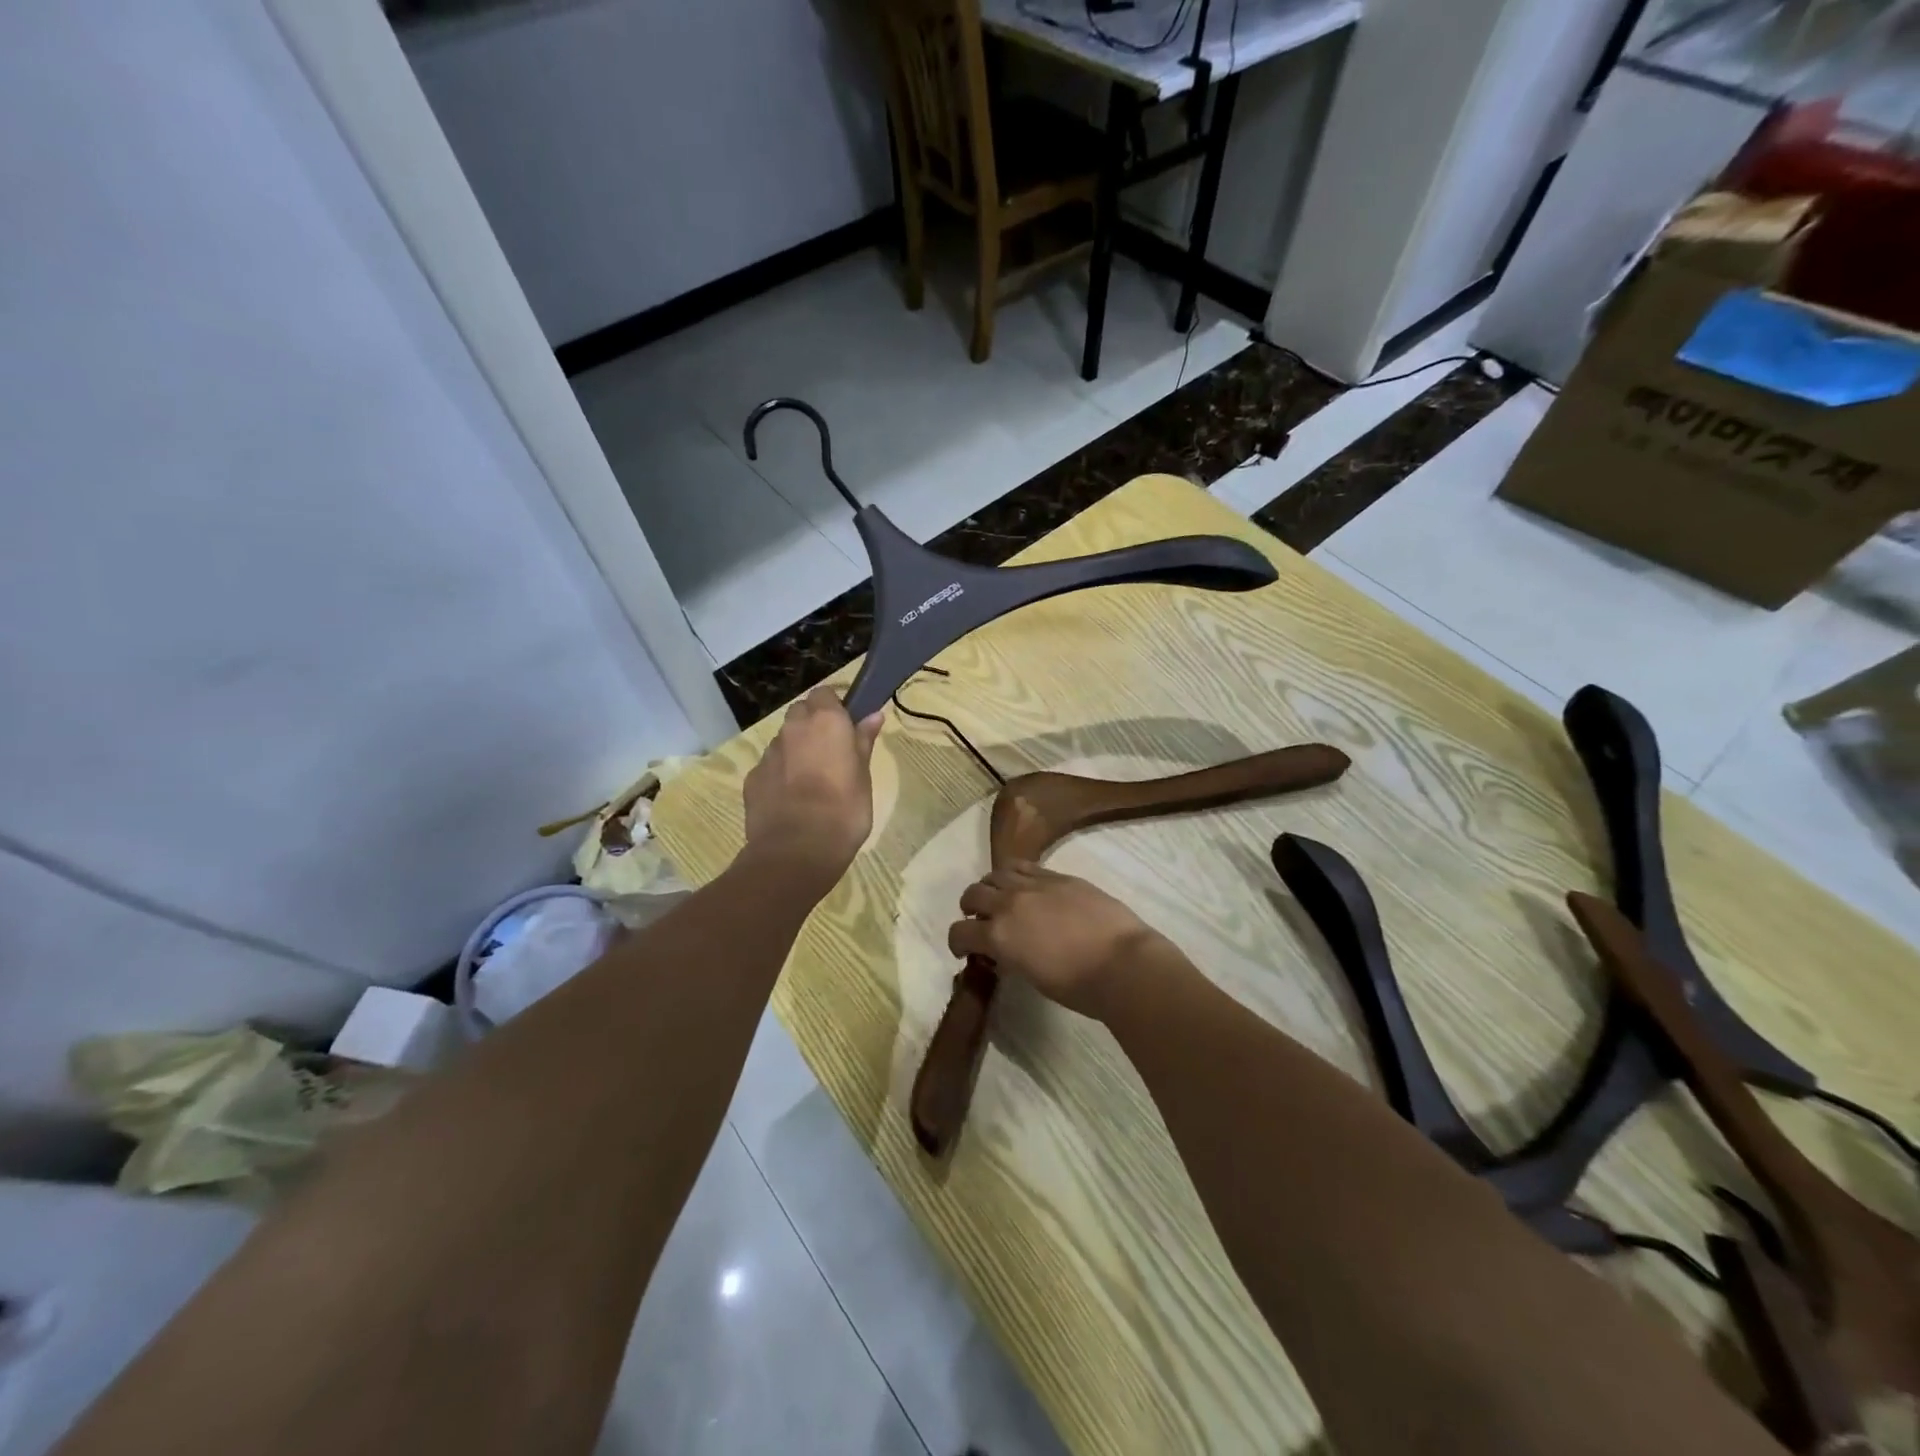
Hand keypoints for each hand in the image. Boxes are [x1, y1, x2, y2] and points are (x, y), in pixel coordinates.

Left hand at [742, 687, 883, 890]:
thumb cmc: (844, 810)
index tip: (845, 727)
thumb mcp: (863, 776)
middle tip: (830, 753)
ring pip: (784, 740)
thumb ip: (864, 742)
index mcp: (825, 722)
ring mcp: (769, 753)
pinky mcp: (752, 778)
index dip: (833, 707)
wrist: (797, 850)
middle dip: (812, 724)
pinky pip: (770, 766)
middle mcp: (793, 729)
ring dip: (796, 750)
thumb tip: (873, 715)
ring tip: (811, 781)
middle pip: (800, 712)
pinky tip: (791, 800)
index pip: (824, 693)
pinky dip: (780, 774)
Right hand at [947, 863, 1174, 1019]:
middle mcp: (1009, 903)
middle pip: (974, 893)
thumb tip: (1004, 952)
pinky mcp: (1058, 876)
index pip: (960, 932)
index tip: (965, 951)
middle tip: (981, 920)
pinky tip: (1026, 887)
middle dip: (970, 908)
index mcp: (998, 936)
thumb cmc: (1077, 986)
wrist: (1122, 964)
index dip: (958, 943)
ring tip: (1001, 898)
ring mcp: (1035, 884)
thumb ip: (1010, 958)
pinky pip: (1026, 866)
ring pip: (997, 873)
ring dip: (991, 886)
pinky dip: (1016, 875)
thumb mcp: (1031, 977)